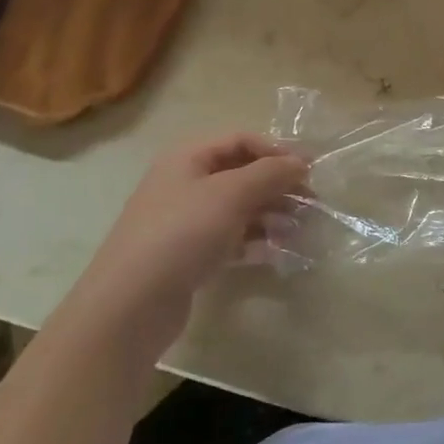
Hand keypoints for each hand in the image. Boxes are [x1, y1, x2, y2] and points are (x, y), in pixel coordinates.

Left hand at [66, 134, 308, 357]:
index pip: (241, 140)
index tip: (310, 170)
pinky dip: (256, 241)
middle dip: (278, 186)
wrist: (131, 303)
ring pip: (240, 208)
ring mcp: (186, 221)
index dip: (277, 151)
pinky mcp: (189, 254)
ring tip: (298, 231)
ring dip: (272, 215)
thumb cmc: (183, 233)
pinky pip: (231, 238)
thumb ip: (271, 173)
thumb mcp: (232, 194)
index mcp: (188, 158)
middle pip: (242, 174)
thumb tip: (300, 163)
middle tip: (312, 203)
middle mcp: (185, 184)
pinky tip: (276, 253)